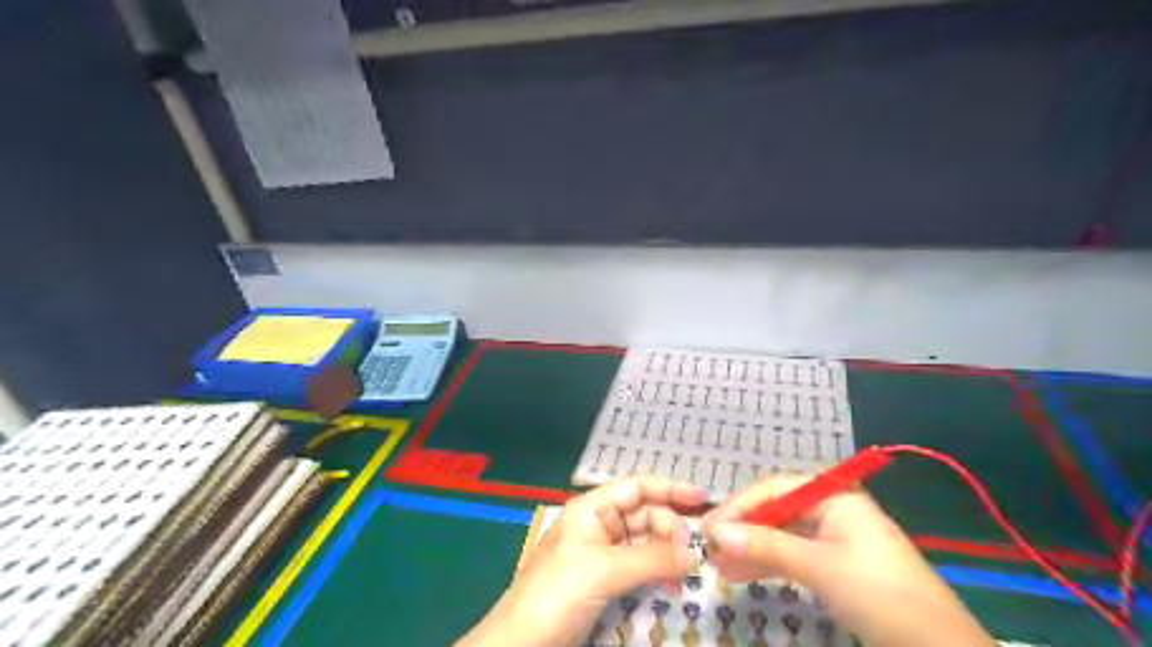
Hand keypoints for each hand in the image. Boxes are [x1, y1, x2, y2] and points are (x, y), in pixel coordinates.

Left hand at [455, 476, 707, 646]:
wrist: (524, 641)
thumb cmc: (558, 591)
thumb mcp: (605, 571)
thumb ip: (652, 559)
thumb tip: (695, 554)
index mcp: (592, 508)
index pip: (637, 487)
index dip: (669, 488)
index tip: (702, 499)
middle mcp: (599, 523)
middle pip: (645, 513)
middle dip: (670, 529)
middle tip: (691, 554)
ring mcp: (603, 551)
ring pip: (645, 541)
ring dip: (667, 553)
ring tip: (683, 574)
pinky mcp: (606, 577)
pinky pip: (640, 565)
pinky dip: (657, 571)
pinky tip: (670, 585)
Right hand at [698, 476, 995, 646]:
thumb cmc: (881, 595)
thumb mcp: (819, 567)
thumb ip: (766, 546)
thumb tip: (715, 530)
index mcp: (834, 496)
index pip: (774, 490)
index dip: (739, 506)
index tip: (708, 527)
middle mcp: (831, 510)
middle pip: (775, 512)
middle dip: (742, 530)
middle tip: (708, 548)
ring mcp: (833, 539)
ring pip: (780, 536)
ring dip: (750, 550)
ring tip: (717, 566)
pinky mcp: (834, 565)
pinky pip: (792, 556)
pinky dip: (768, 565)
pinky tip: (740, 574)